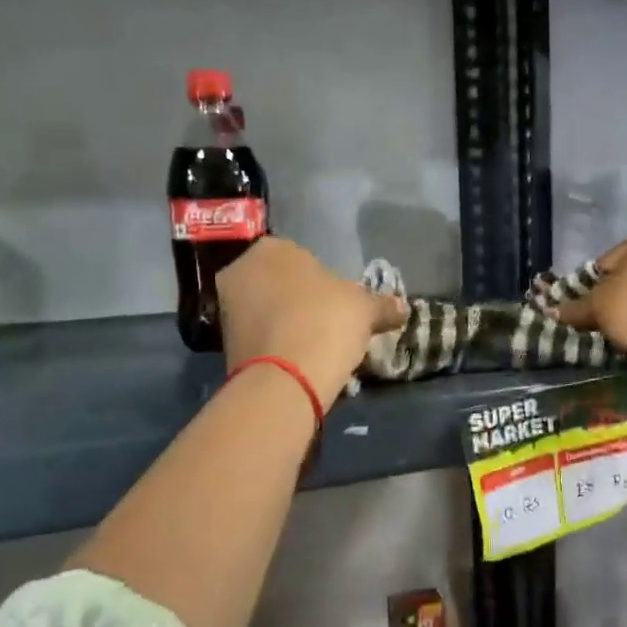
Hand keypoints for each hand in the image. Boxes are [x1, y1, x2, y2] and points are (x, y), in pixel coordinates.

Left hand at [216, 238, 406, 406]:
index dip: (325, 279)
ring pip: (268, 309)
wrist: (285, 379)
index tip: (340, 301)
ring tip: (317, 344)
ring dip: (289, 322)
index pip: (303, 256)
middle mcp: (242, 270)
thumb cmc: (326, 322)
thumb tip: (403, 307)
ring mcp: (228, 308)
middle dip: (302, 299)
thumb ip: (382, 305)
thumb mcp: (365, 309)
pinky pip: (260, 335)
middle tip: (330, 321)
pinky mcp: (224, 343)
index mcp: (272, 248)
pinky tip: (300, 359)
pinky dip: (278, 344)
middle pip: (281, 282)